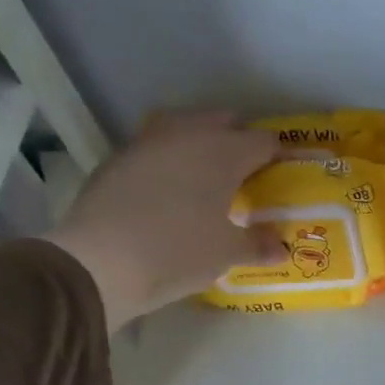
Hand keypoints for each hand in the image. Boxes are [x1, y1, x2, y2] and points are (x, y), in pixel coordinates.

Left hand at [43, 110, 277, 328]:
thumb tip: (280, 247)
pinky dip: (172, 160)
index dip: (278, 156)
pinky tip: (173, 190)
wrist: (100, 262)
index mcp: (223, 152)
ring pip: (185, 128)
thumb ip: (258, 245)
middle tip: (249, 174)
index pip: (263, 141)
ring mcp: (148, 143)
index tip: (284, 176)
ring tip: (211, 178)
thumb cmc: (179, 251)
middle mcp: (187, 135)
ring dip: (202, 144)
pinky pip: (158, 148)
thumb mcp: (227, 253)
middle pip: (223, 122)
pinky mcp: (119, 158)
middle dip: (239, 141)